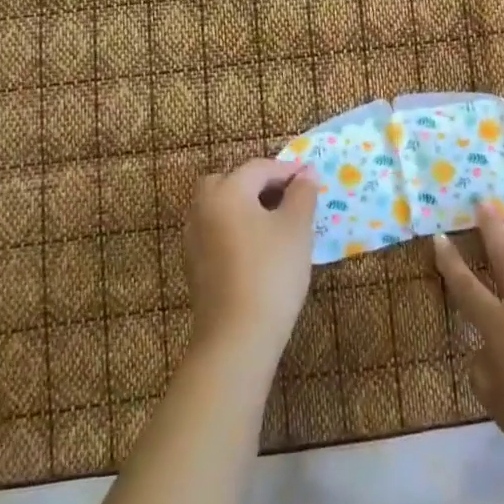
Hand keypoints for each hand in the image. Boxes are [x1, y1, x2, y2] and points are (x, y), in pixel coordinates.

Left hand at [182, 158, 318, 364]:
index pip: (258, 168)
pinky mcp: (193, 265)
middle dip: (257, 184)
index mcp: (226, 192)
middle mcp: (202, 208)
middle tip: (286, 197)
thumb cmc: (272, 272)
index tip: (310, 179)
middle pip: (228, 182)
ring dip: (244, 206)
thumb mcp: (296, 228)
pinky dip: (234, 229)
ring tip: (275, 223)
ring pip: (219, 208)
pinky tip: (257, 249)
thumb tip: (307, 173)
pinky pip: (215, 232)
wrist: (237, 335)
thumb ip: (302, 194)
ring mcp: (193, 238)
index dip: (287, 170)